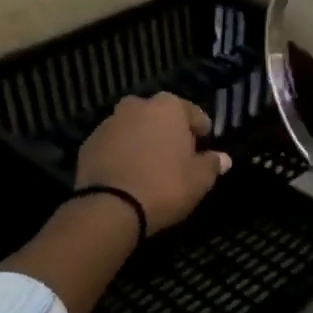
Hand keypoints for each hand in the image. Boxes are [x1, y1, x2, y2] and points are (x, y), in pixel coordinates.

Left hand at [76, 93, 231, 233]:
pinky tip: (128, 175)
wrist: (111, 207)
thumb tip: (223, 158)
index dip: (201, 130)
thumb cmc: (165, 186)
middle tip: (176, 157)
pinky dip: (121, 154)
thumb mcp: (200, 180)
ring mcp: (109, 123)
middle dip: (168, 132)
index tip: (204, 146)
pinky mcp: (89, 143)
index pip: (193, 113)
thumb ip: (212, 164)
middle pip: (160, 117)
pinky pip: (114, 145)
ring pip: (134, 128)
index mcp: (168, 106)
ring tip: (150, 167)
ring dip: (143, 141)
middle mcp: (137, 106)